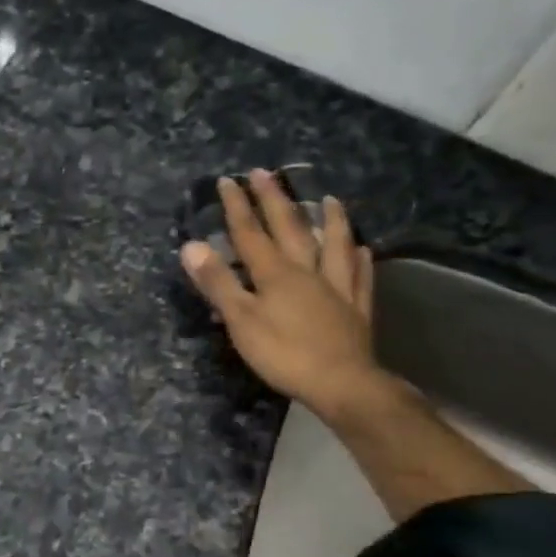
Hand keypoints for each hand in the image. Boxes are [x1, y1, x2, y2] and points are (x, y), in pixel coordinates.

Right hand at [180, 170, 384, 418]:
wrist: (342, 383)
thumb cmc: (284, 354)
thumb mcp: (241, 320)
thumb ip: (218, 283)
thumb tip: (191, 246)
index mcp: (275, 274)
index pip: (250, 233)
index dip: (237, 206)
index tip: (228, 180)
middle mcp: (307, 271)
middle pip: (290, 229)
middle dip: (275, 200)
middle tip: (266, 173)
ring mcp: (336, 288)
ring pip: (334, 245)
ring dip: (330, 220)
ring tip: (330, 199)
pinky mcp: (356, 309)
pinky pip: (359, 277)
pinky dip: (360, 261)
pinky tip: (364, 250)